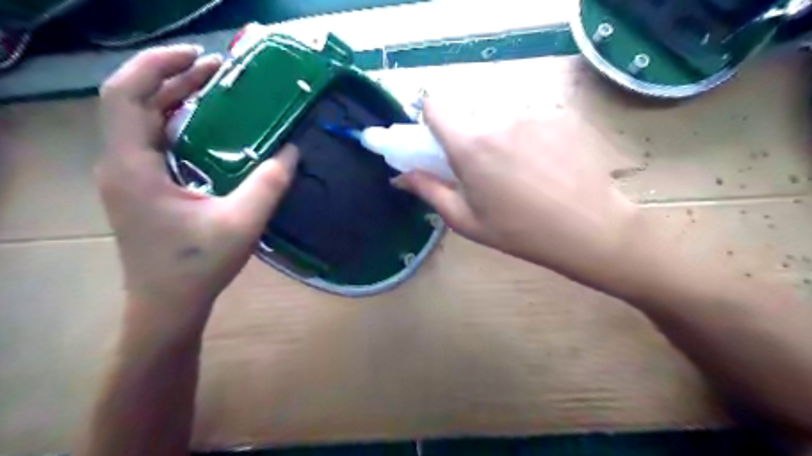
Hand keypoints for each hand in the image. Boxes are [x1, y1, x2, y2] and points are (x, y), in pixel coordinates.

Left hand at [96, 44, 297, 326]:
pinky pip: (152, 142)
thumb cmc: (198, 267)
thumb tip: (292, 150)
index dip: (157, 66)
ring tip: (215, 90)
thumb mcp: (241, 222)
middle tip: (219, 71)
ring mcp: (127, 177)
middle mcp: (120, 165)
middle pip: (134, 103)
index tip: (199, 57)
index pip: (126, 96)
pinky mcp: (140, 188)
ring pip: (142, 121)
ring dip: (175, 100)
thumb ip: (269, 184)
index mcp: (133, 168)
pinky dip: (177, 125)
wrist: (167, 305)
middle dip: (174, 79)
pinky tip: (208, 128)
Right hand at [398, 101, 644, 292]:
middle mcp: (499, 119)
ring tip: (521, 173)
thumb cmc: (519, 232)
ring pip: (502, 117)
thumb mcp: (467, 220)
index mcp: (470, 145)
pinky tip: (547, 166)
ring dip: (501, 137)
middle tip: (485, 171)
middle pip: (470, 114)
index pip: (435, 105)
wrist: (589, 229)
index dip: (431, 119)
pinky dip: (530, 137)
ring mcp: (534, 114)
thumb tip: (400, 177)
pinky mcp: (561, 115)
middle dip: (469, 137)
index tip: (438, 141)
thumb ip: (429, 191)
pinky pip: (532, 120)